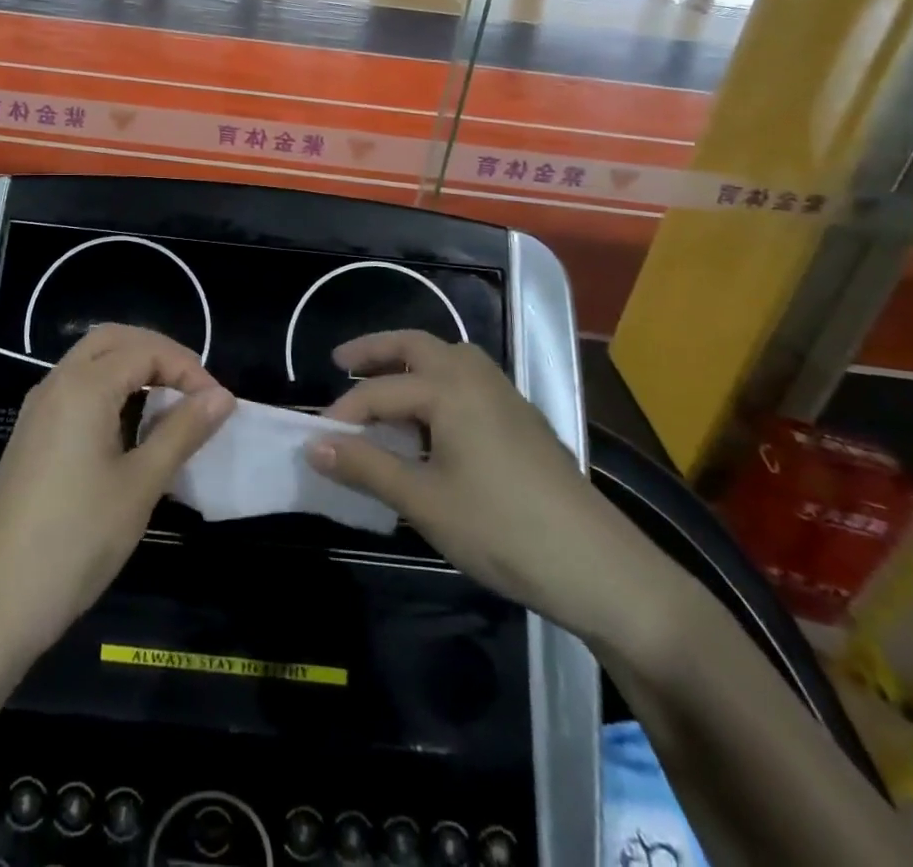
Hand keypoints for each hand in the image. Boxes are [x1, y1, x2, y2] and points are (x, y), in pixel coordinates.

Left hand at [0, 324, 234, 660]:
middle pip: (113, 340)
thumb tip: (222, 396)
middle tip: (193, 389)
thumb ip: (182, 431)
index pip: (145, 350)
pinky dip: (110, 389)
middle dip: (158, 354)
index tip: (217, 404)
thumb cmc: (77, 538)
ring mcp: (39, 408)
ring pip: (91, 361)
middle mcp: (56, 383)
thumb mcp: (141, 484)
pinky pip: (77, 388)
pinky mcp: (32, 433)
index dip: (187, 368)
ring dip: (133, 368)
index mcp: (83, 387)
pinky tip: (130, 427)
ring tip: (170, 405)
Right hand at [306, 331, 677, 649]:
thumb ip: (366, 467)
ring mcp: (505, 395)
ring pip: (448, 358)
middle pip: (416, 345)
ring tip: (383, 386)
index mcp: (449, 388)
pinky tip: (431, 420)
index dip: (343, 414)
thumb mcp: (423, 501)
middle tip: (340, 362)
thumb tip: (313, 446)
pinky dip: (437, 382)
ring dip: (410, 362)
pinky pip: (467, 380)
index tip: (315, 439)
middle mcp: (476, 376)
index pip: (379, 392)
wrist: (599, 568)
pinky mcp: (521, 419)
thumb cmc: (501, 530)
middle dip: (375, 350)